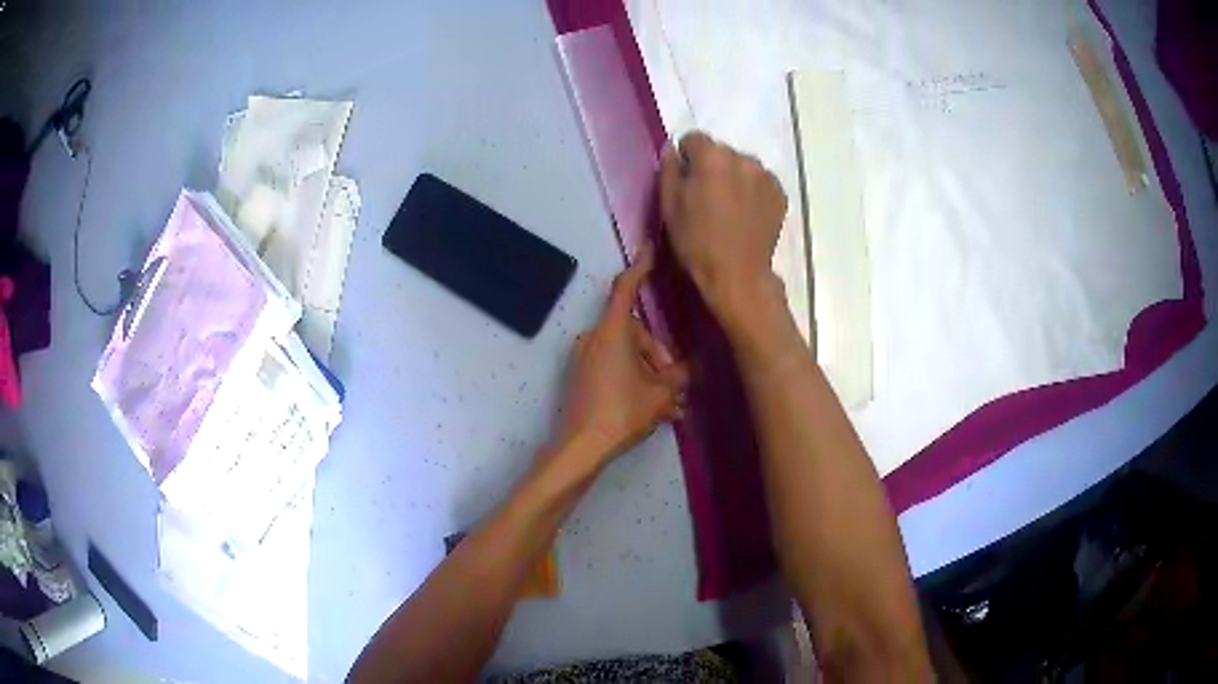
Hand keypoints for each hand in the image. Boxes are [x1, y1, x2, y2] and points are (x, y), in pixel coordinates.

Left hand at [551, 243, 689, 474]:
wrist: (579, 447)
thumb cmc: (621, 413)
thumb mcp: (660, 395)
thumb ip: (679, 376)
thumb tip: (686, 370)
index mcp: (611, 332)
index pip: (626, 288)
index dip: (640, 267)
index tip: (649, 249)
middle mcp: (594, 338)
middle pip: (635, 332)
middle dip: (659, 355)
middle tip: (675, 385)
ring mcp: (585, 358)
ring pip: (627, 354)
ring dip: (650, 374)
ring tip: (671, 407)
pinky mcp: (582, 377)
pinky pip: (615, 368)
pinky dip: (635, 381)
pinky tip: (655, 410)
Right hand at [660, 132, 787, 324]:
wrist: (737, 275)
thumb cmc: (696, 242)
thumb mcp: (669, 206)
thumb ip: (669, 170)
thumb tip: (673, 150)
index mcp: (712, 156)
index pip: (694, 138)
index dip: (686, 158)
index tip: (685, 181)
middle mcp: (742, 157)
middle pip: (721, 152)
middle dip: (712, 167)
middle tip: (707, 197)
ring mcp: (765, 175)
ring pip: (742, 166)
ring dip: (734, 177)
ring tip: (729, 207)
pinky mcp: (779, 193)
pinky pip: (760, 181)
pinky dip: (752, 191)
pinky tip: (746, 214)